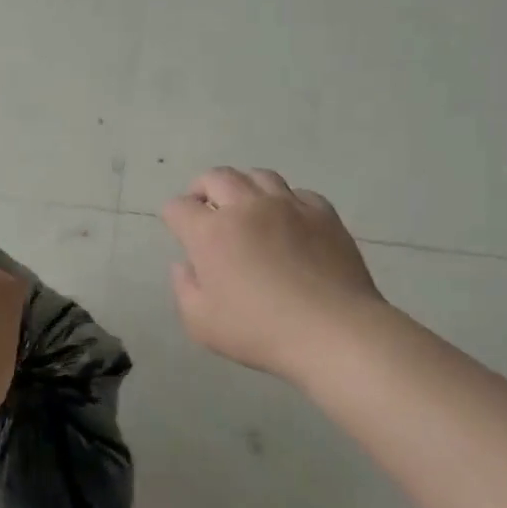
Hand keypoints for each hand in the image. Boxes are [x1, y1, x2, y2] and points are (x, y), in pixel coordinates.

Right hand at [161, 167, 384, 383]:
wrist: (333, 331)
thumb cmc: (259, 330)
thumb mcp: (201, 323)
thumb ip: (184, 288)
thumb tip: (185, 265)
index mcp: (210, 232)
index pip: (179, 207)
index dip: (174, 217)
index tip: (179, 231)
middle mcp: (246, 207)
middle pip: (216, 177)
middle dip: (202, 188)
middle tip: (205, 208)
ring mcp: (288, 206)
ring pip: (258, 176)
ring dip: (244, 186)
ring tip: (246, 207)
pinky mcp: (322, 213)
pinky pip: (297, 193)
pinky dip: (285, 201)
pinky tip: (288, 222)